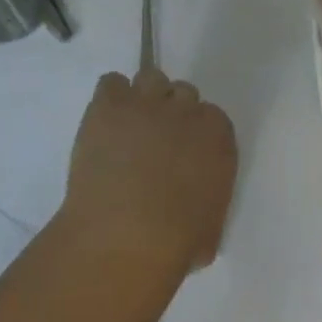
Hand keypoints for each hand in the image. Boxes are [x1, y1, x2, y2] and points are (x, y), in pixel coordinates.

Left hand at [62, 68, 237, 273]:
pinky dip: (110, 97)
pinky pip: (111, 82)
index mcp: (217, 134)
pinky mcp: (109, 106)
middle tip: (154, 142)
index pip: (210, 117)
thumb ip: (208, 195)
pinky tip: (105, 122)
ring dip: (142, 98)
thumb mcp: (212, 223)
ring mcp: (146, 102)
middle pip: (181, 93)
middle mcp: (185, 109)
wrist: (126, 238)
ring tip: (128, 127)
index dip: (194, 134)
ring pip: (150, 78)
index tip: (181, 154)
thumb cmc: (177, 242)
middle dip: (170, 113)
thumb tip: (195, 199)